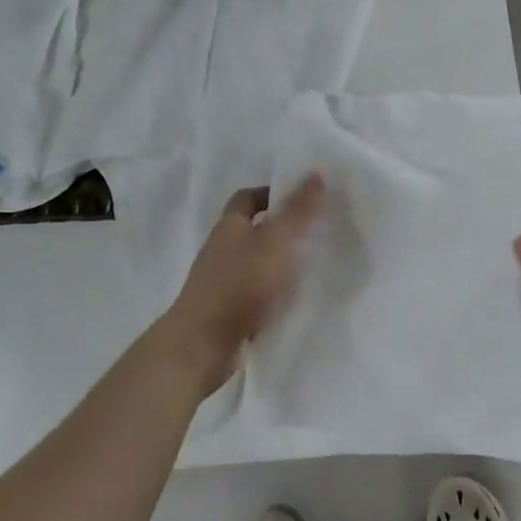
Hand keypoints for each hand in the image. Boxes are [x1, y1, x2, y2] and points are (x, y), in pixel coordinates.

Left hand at [160, 175, 325, 390]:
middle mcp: (222, 250)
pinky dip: (277, 293)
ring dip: (282, 263)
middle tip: (319, 231)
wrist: (201, 346)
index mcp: (229, 227)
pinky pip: (258, 293)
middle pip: (254, 230)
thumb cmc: (238, 285)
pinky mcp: (229, 311)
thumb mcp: (275, 242)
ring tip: (317, 265)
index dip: (272, 193)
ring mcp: (223, 283)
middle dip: (284, 229)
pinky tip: (300, 300)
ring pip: (258, 263)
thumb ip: (297, 211)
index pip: (248, 198)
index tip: (303, 199)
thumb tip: (316, 174)